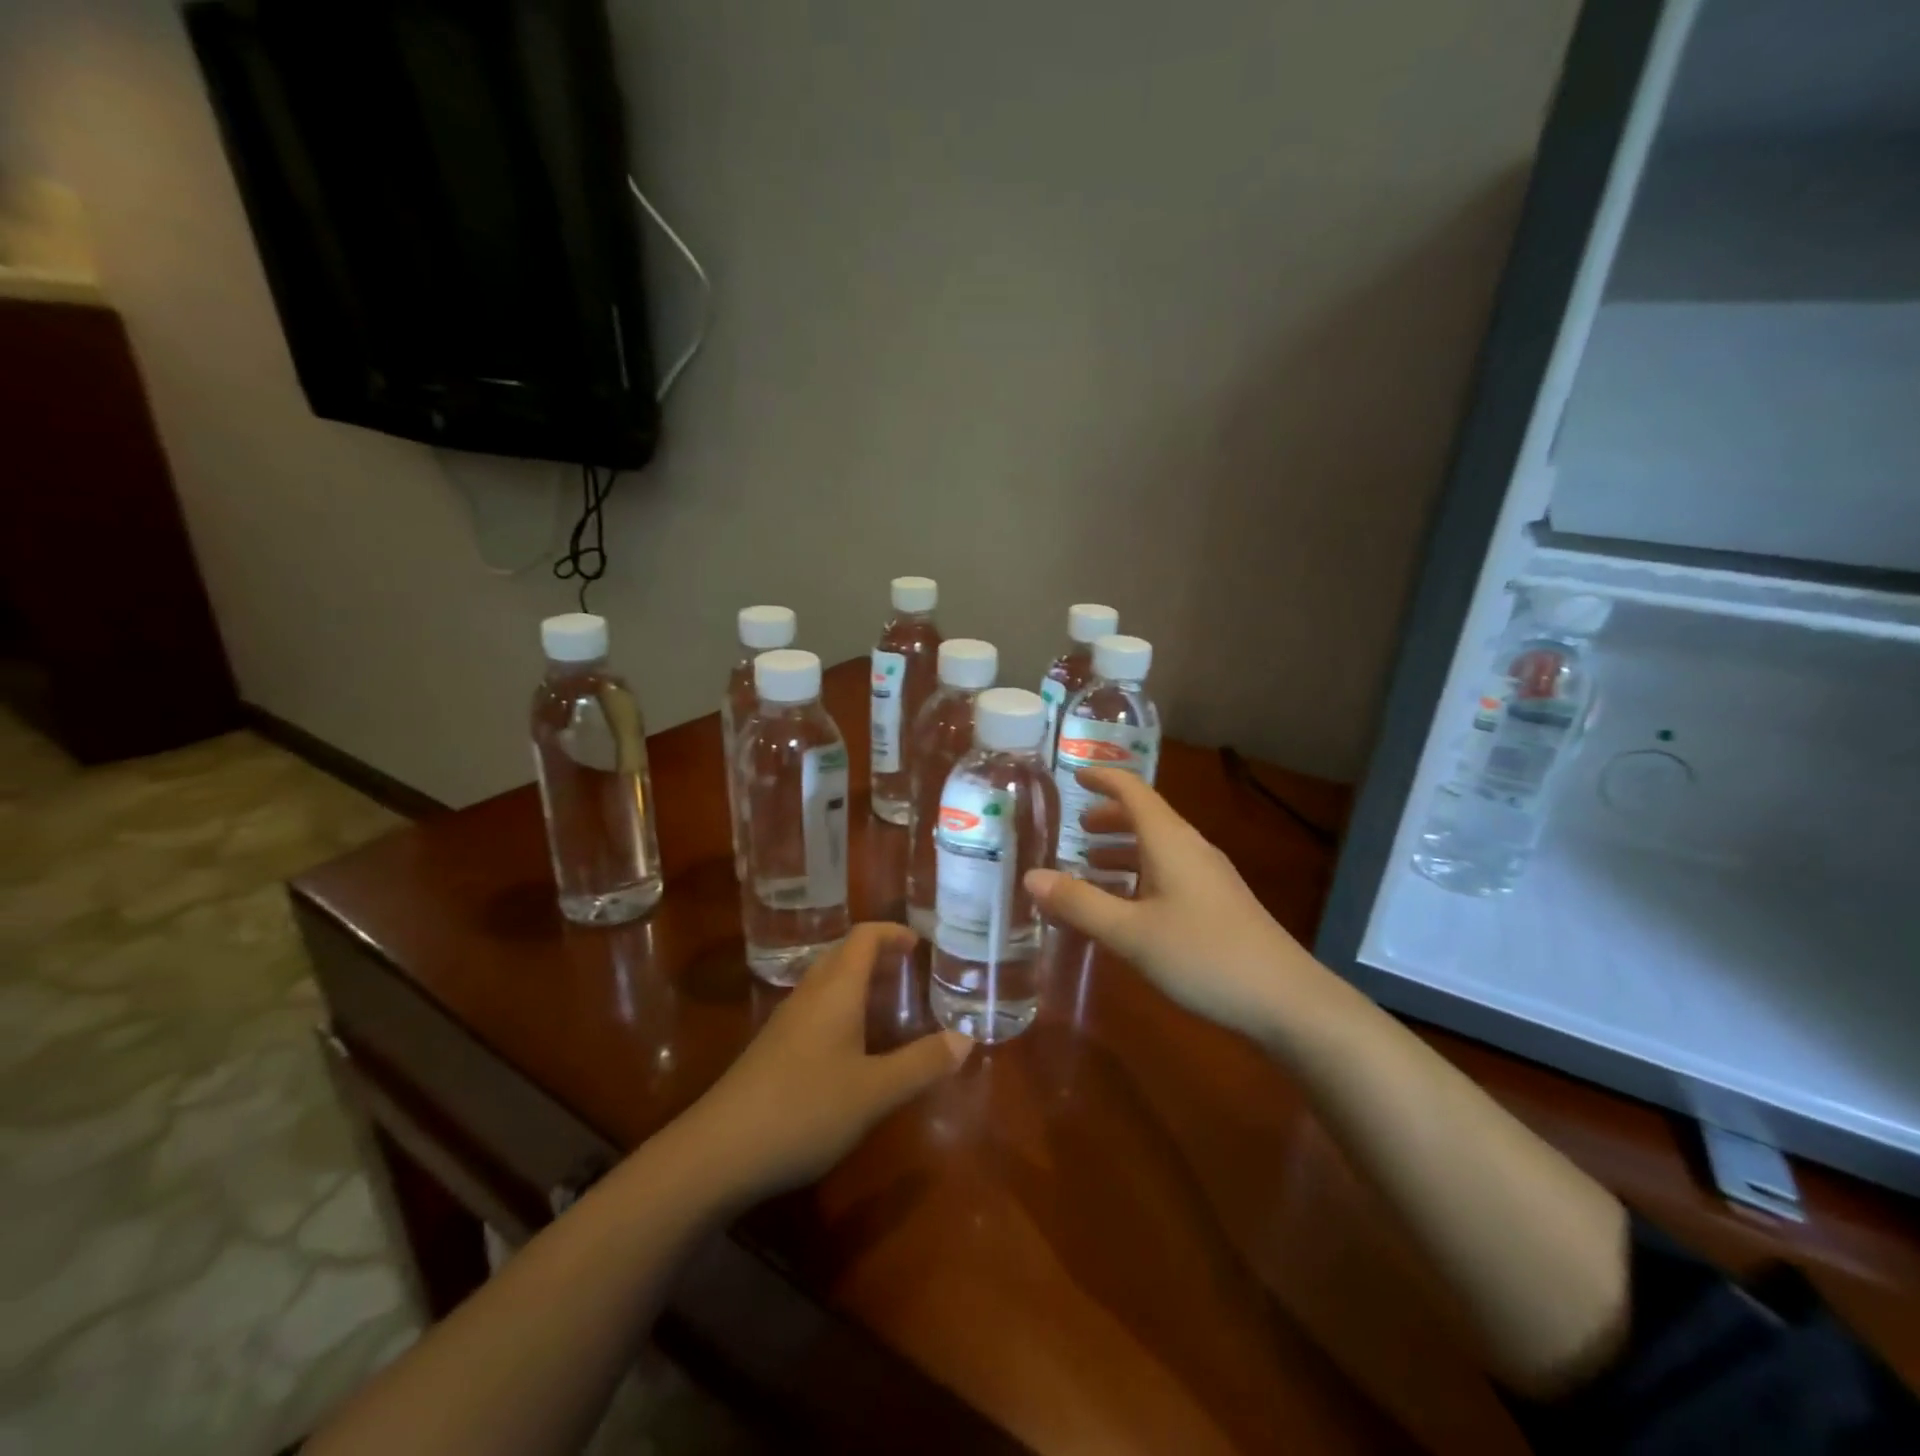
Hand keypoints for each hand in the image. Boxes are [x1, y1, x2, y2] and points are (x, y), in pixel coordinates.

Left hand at [680, 924, 972, 1203]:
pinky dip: (842, 1008)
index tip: (919, 943)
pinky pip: (815, 1009)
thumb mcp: (875, 1092)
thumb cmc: (804, 1109)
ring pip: (827, 983)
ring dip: (858, 981)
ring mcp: (786, 1022)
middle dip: (878, 954)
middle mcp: (809, 995)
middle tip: (910, 970)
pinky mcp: (772, 1049)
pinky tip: (852, 1045)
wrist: (718, 1151)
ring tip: (888, 1003)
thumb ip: (922, 1064)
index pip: (863, 937)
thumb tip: (966, 1039)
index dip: (892, 933)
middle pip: (843, 955)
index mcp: (835, 991)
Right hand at [1025, 769, 1326, 1039]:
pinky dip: (1138, 877)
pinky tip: (1125, 908)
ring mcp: (1208, 877)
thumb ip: (1079, 904)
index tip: (1073, 776)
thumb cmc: (1203, 955)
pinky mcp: (1217, 904)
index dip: (1103, 779)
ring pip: (1157, 849)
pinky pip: (1168, 874)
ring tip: (1088, 868)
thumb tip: (1031, 876)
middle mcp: (1191, 849)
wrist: (1286, 1000)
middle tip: (1074, 831)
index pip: (1133, 791)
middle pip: (1145, 818)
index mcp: (1170, 841)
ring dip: (1122, 851)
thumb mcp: (1131, 932)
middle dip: (1107, 819)